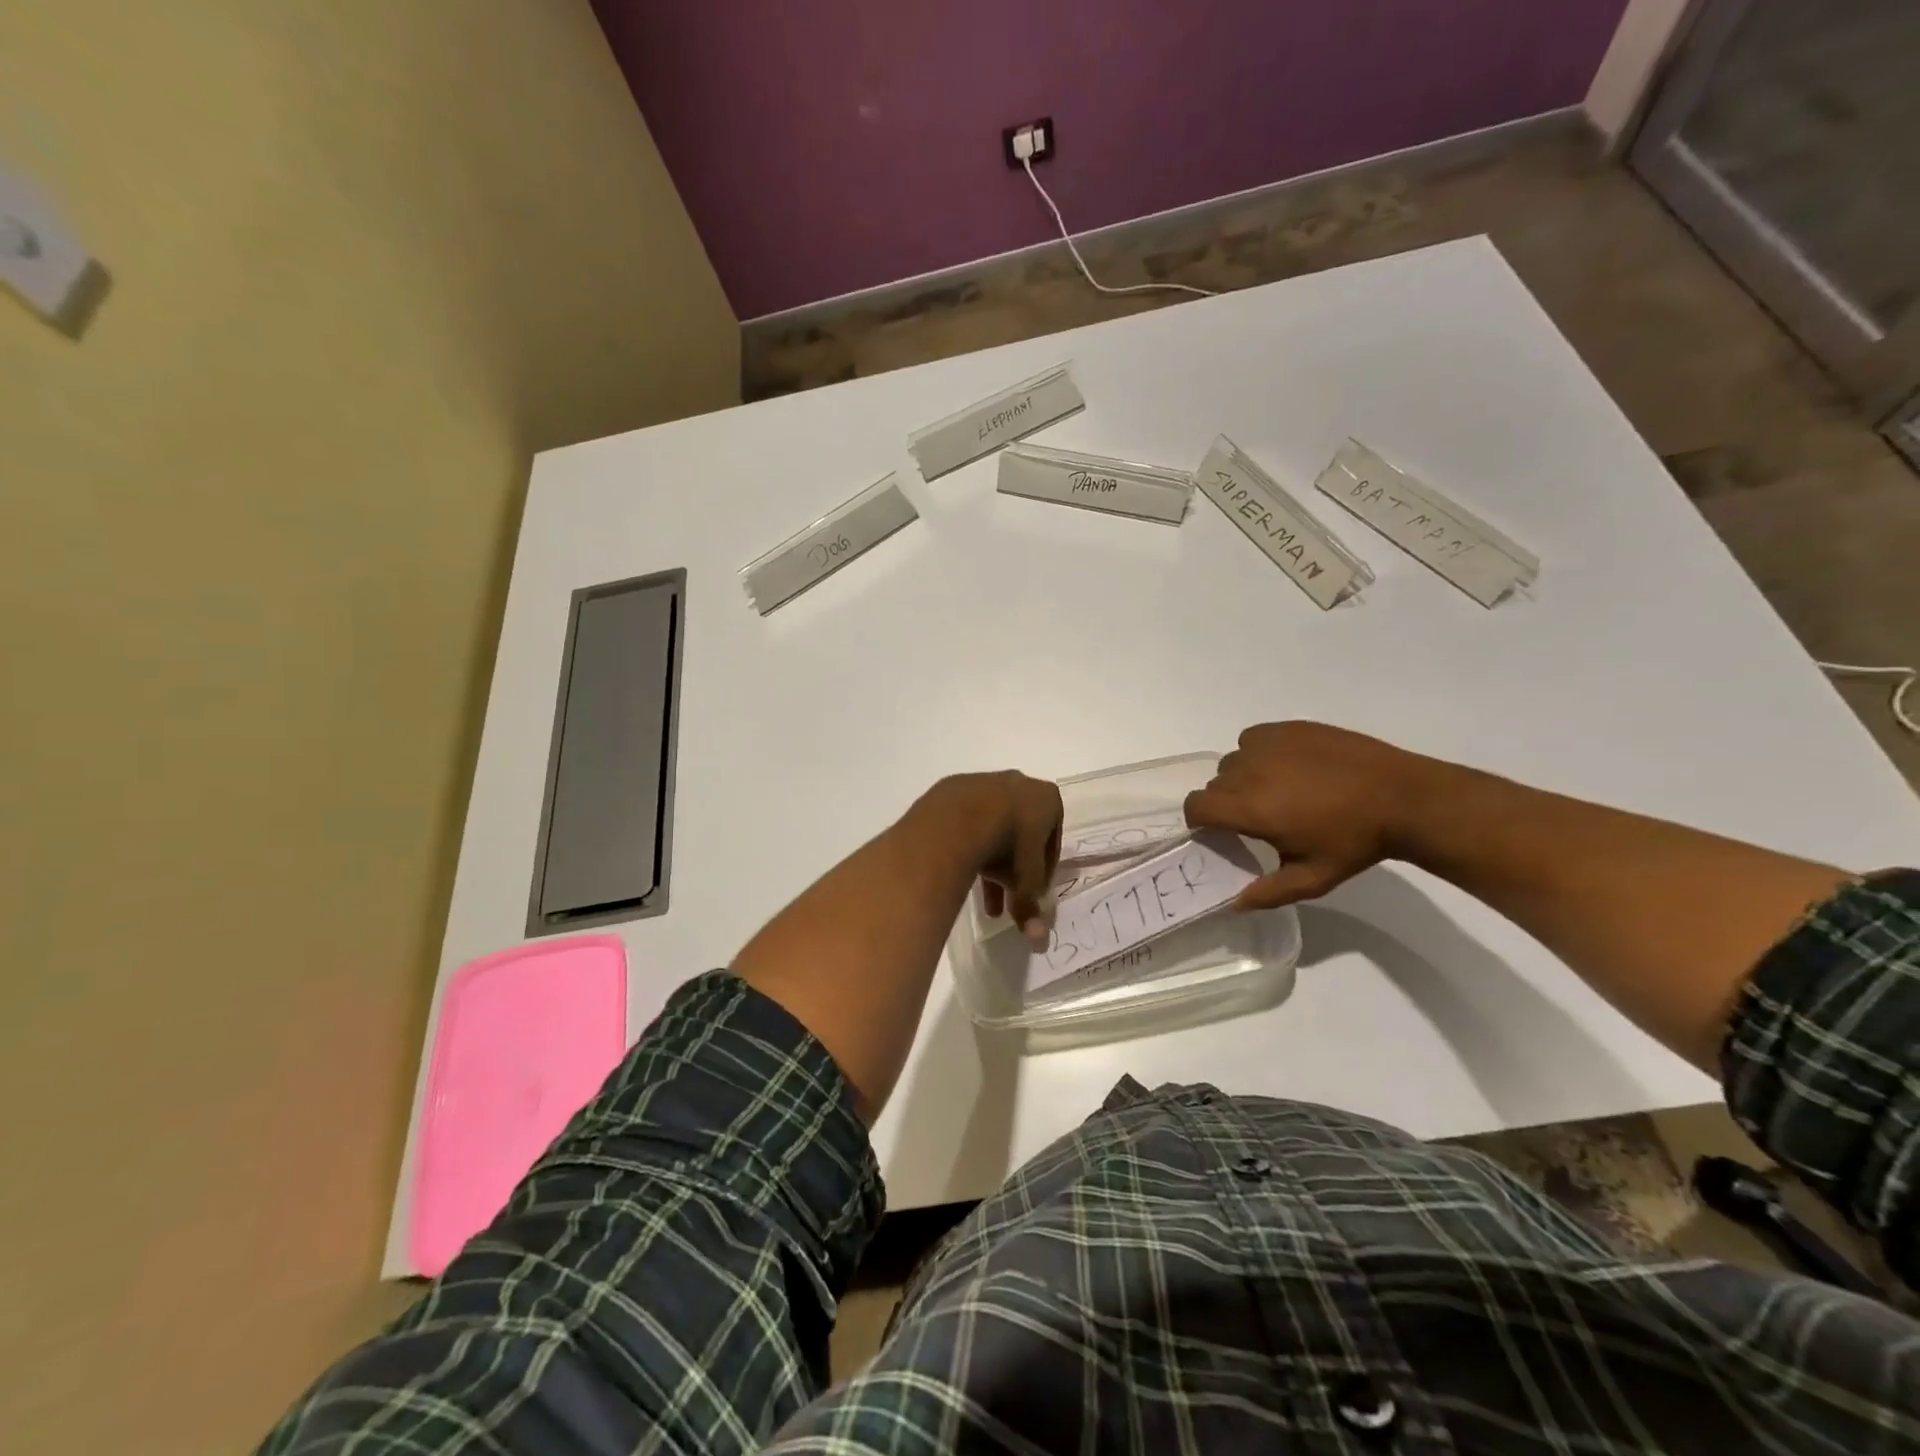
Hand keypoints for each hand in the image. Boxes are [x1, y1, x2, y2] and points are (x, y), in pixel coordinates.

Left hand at [936, 771, 1063, 945]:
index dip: (1044, 870)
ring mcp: (986, 782)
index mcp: (1048, 798)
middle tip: (1008, 900)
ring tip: (984, 899)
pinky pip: (968, 822)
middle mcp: (1019, 783)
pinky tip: (962, 871)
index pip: (1053, 840)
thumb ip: (1031, 907)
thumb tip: (1038, 941)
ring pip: (993, 828)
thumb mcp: (1025, 881)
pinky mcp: (955, 789)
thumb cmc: (1008, 845)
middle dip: (1015, 869)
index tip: (1033, 893)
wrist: (959, 819)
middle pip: (1022, 833)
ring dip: (991, 862)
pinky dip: (969, 845)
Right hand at [1183, 722, 1431, 908]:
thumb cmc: (1355, 843)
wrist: (1402, 798)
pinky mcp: (1288, 728)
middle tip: (1258, 817)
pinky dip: (1259, 753)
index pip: (1196, 806)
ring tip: (1276, 790)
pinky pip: (1253, 739)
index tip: (1218, 830)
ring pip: (1233, 761)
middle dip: (1226, 802)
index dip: (1199, 820)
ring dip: (1242, 777)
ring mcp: (1269, 745)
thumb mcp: (1313, 879)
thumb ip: (1268, 893)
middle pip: (1215, 785)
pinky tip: (1287, 766)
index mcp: (1251, 809)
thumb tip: (1234, 904)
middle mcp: (1250, 771)